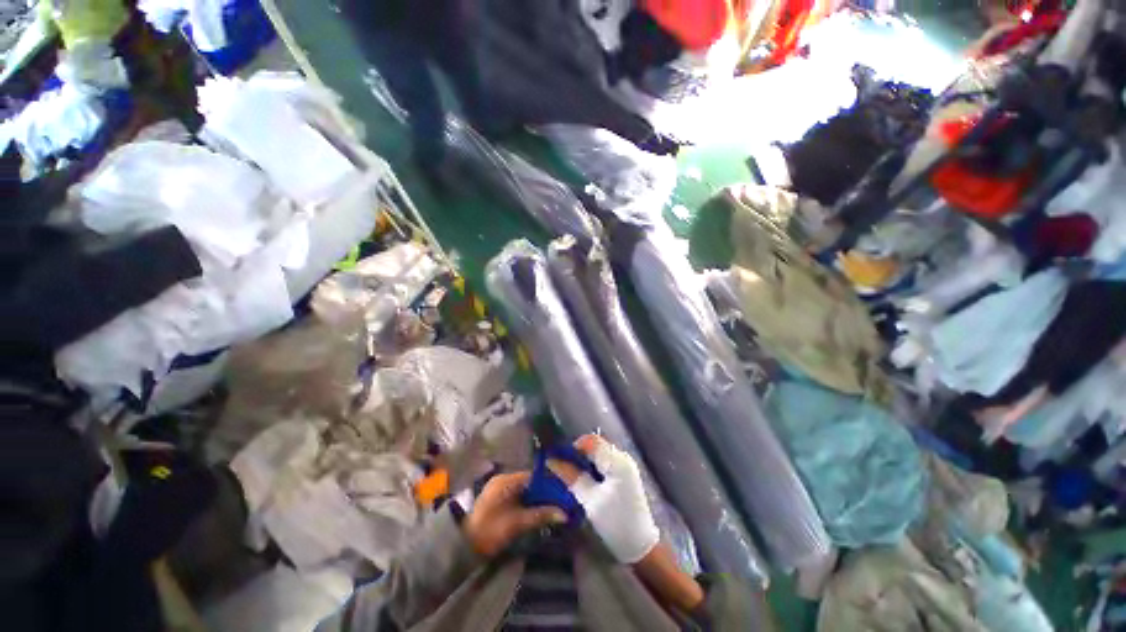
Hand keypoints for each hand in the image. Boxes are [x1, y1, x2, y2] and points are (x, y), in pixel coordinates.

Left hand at [463, 472, 567, 557]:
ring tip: (552, 507)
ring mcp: (499, 489)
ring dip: (536, 498)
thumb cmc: (491, 531)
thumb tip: (564, 513)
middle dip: (543, 492)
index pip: (533, 476)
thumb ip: (541, 515)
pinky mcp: (498, 499)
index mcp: (506, 480)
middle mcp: (503, 480)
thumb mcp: (518, 523)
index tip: (562, 493)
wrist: (465, 547)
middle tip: (559, 502)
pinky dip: (528, 502)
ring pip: (524, 489)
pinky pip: (518, 495)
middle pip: (530, 482)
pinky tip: (537, 510)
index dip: (548, 484)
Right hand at [566, 435, 659, 563]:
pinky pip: (604, 462)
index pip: (591, 441)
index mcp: (617, 461)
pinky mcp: (624, 474)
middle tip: (562, 466)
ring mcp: (625, 465)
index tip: (559, 458)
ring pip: (598, 453)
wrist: (640, 546)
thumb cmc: (615, 522)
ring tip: (569, 473)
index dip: (573, 447)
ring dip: (584, 461)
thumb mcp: (589, 500)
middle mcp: (623, 457)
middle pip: (595, 445)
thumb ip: (571, 476)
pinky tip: (583, 480)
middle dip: (577, 454)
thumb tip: (551, 461)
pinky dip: (592, 467)